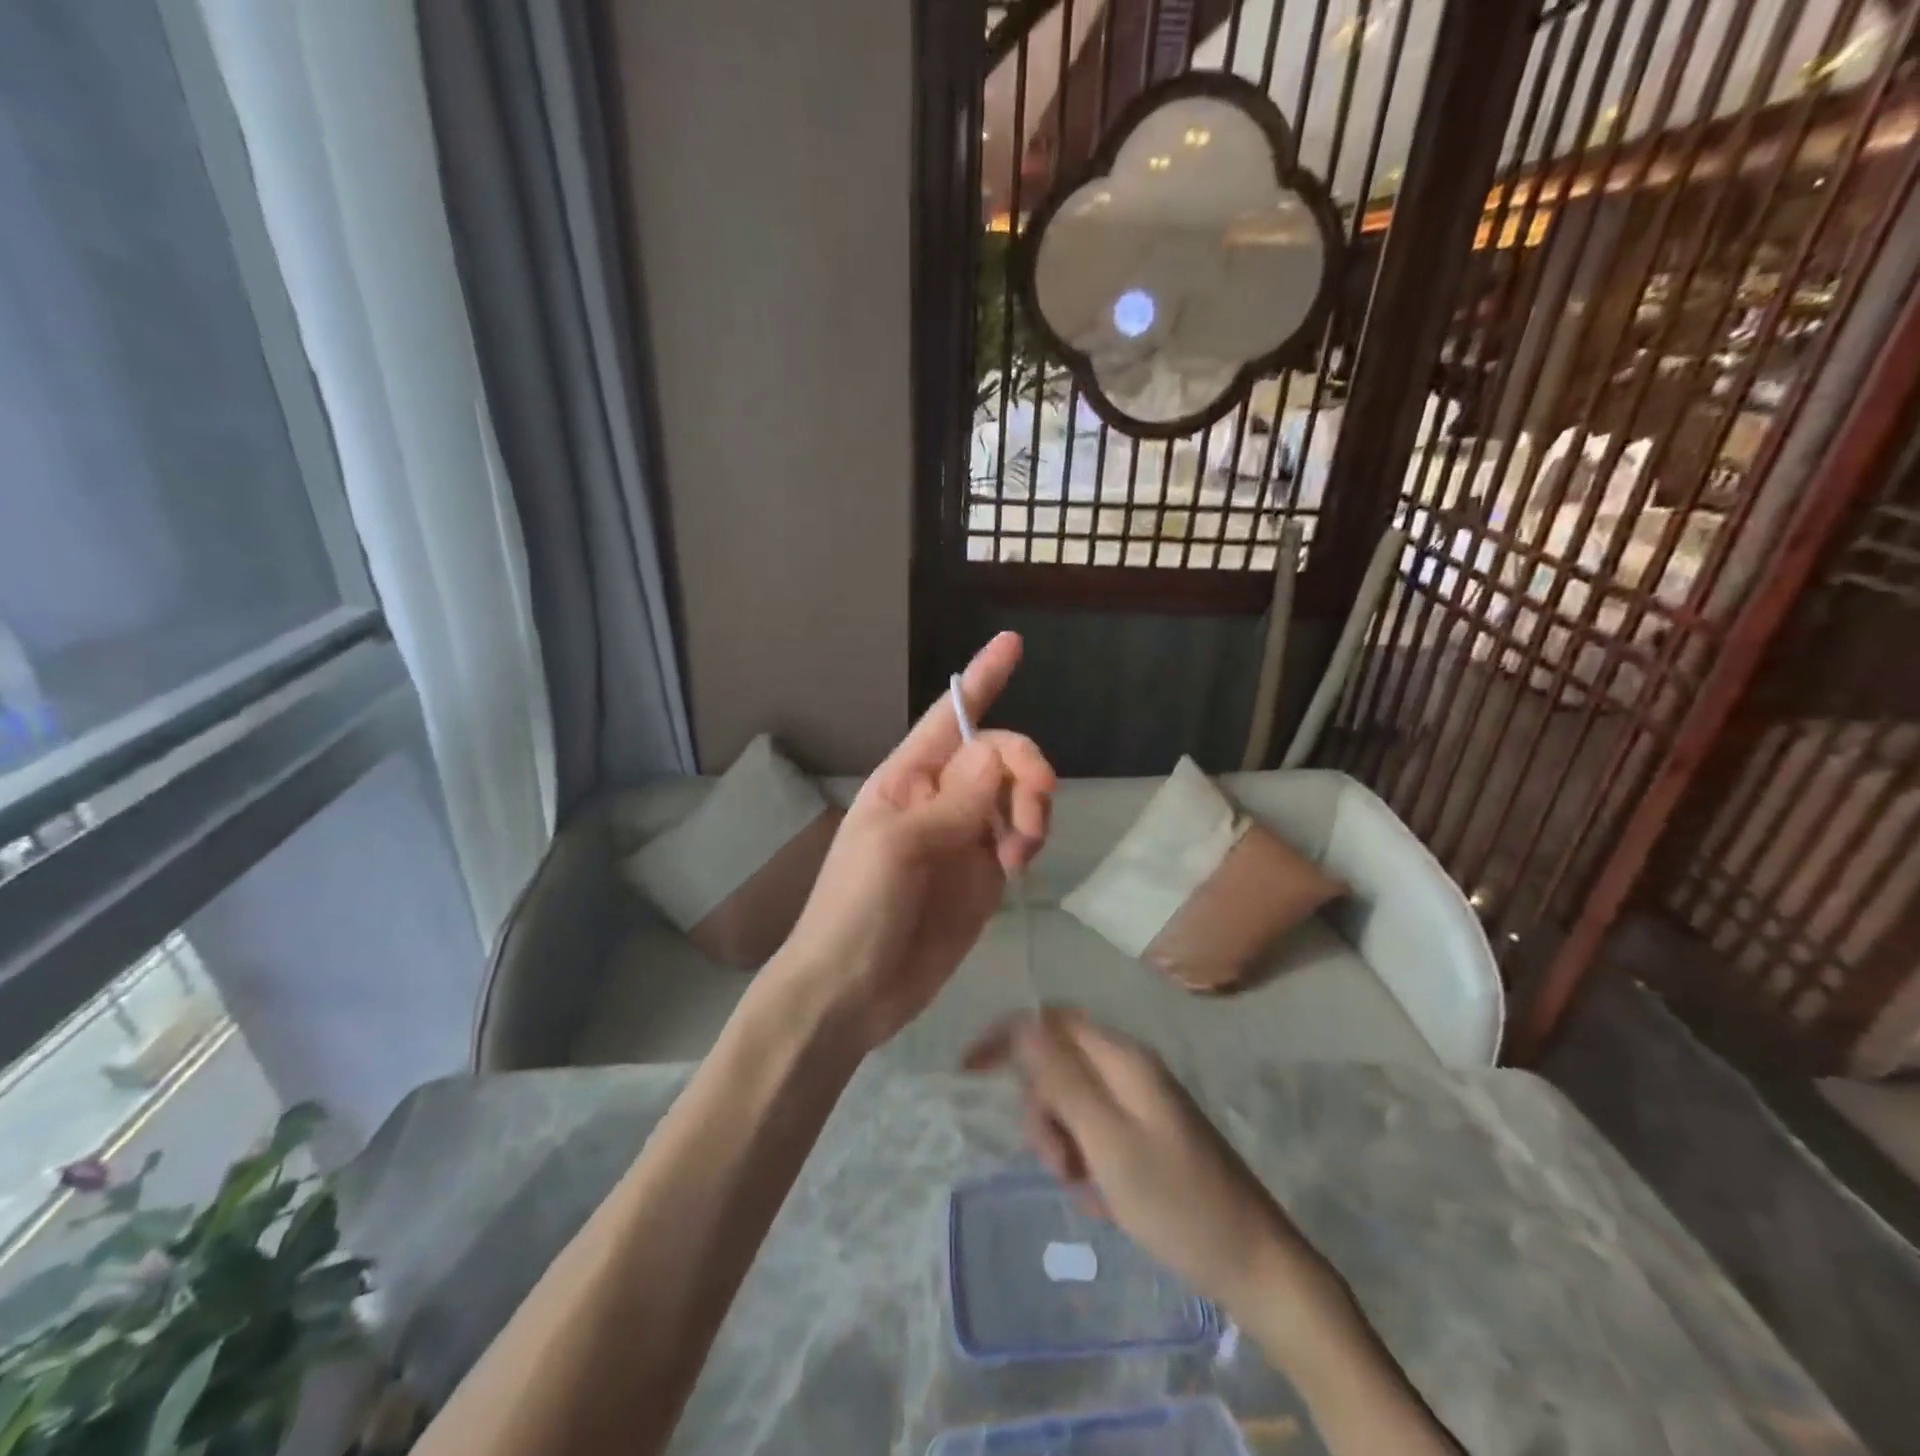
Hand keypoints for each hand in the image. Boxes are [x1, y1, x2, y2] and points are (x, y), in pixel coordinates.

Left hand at [776, 634, 1054, 1051]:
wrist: (852, 991)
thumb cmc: (856, 909)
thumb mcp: (898, 847)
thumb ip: (954, 802)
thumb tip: (998, 753)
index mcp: (907, 778)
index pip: (950, 717)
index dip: (981, 678)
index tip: (1012, 642)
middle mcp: (940, 798)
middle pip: (1001, 755)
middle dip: (1026, 771)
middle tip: (1032, 813)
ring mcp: (964, 837)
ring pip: (1018, 796)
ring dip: (1032, 811)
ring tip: (1019, 854)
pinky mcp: (983, 876)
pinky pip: (1020, 838)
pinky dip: (1029, 842)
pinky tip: (1018, 867)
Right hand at [962, 1009, 1304, 1316]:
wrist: (1256, 1266)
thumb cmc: (1178, 1204)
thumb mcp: (1109, 1143)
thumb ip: (1063, 1080)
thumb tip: (1023, 1023)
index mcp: (1123, 1059)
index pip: (1050, 1022)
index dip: (1007, 1037)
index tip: (968, 1070)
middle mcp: (1130, 1070)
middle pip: (1058, 1065)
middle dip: (1042, 1111)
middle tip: (1057, 1165)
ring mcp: (1141, 1103)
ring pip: (1072, 1103)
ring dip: (1063, 1143)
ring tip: (1085, 1190)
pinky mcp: (1147, 1135)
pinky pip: (1095, 1133)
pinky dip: (1087, 1162)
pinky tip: (1104, 1200)